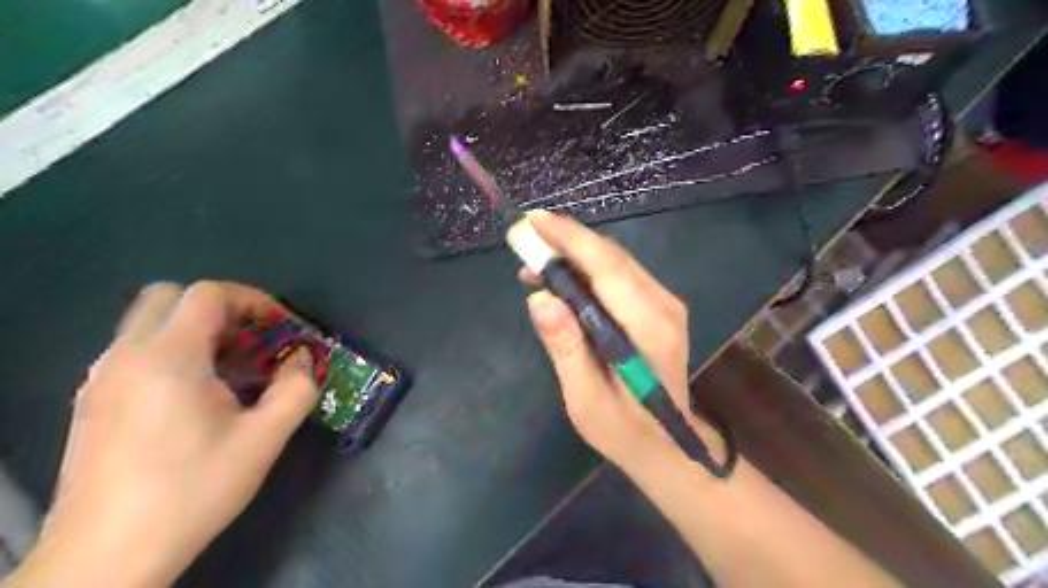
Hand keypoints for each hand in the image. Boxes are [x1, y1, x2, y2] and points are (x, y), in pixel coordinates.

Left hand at [11, 282, 316, 584]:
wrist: (106, 556)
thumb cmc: (193, 489)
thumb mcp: (264, 439)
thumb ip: (296, 389)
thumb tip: (304, 359)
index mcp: (169, 357)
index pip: (208, 294)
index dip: (252, 300)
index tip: (279, 326)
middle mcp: (126, 356)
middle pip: (169, 296)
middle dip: (219, 308)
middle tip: (252, 339)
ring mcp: (101, 378)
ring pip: (147, 323)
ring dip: (195, 330)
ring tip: (231, 368)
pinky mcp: (91, 401)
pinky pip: (134, 351)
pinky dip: (171, 352)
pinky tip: (196, 396)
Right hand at [521, 213, 703, 470]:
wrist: (668, 444)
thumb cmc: (624, 430)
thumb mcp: (585, 400)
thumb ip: (566, 348)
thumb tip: (539, 298)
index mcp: (650, 329)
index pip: (608, 268)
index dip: (571, 239)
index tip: (533, 221)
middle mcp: (664, 306)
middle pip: (611, 257)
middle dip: (566, 242)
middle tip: (523, 239)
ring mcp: (664, 304)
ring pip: (614, 261)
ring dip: (573, 255)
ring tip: (533, 265)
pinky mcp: (658, 306)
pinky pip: (618, 275)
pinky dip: (586, 269)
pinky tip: (559, 281)